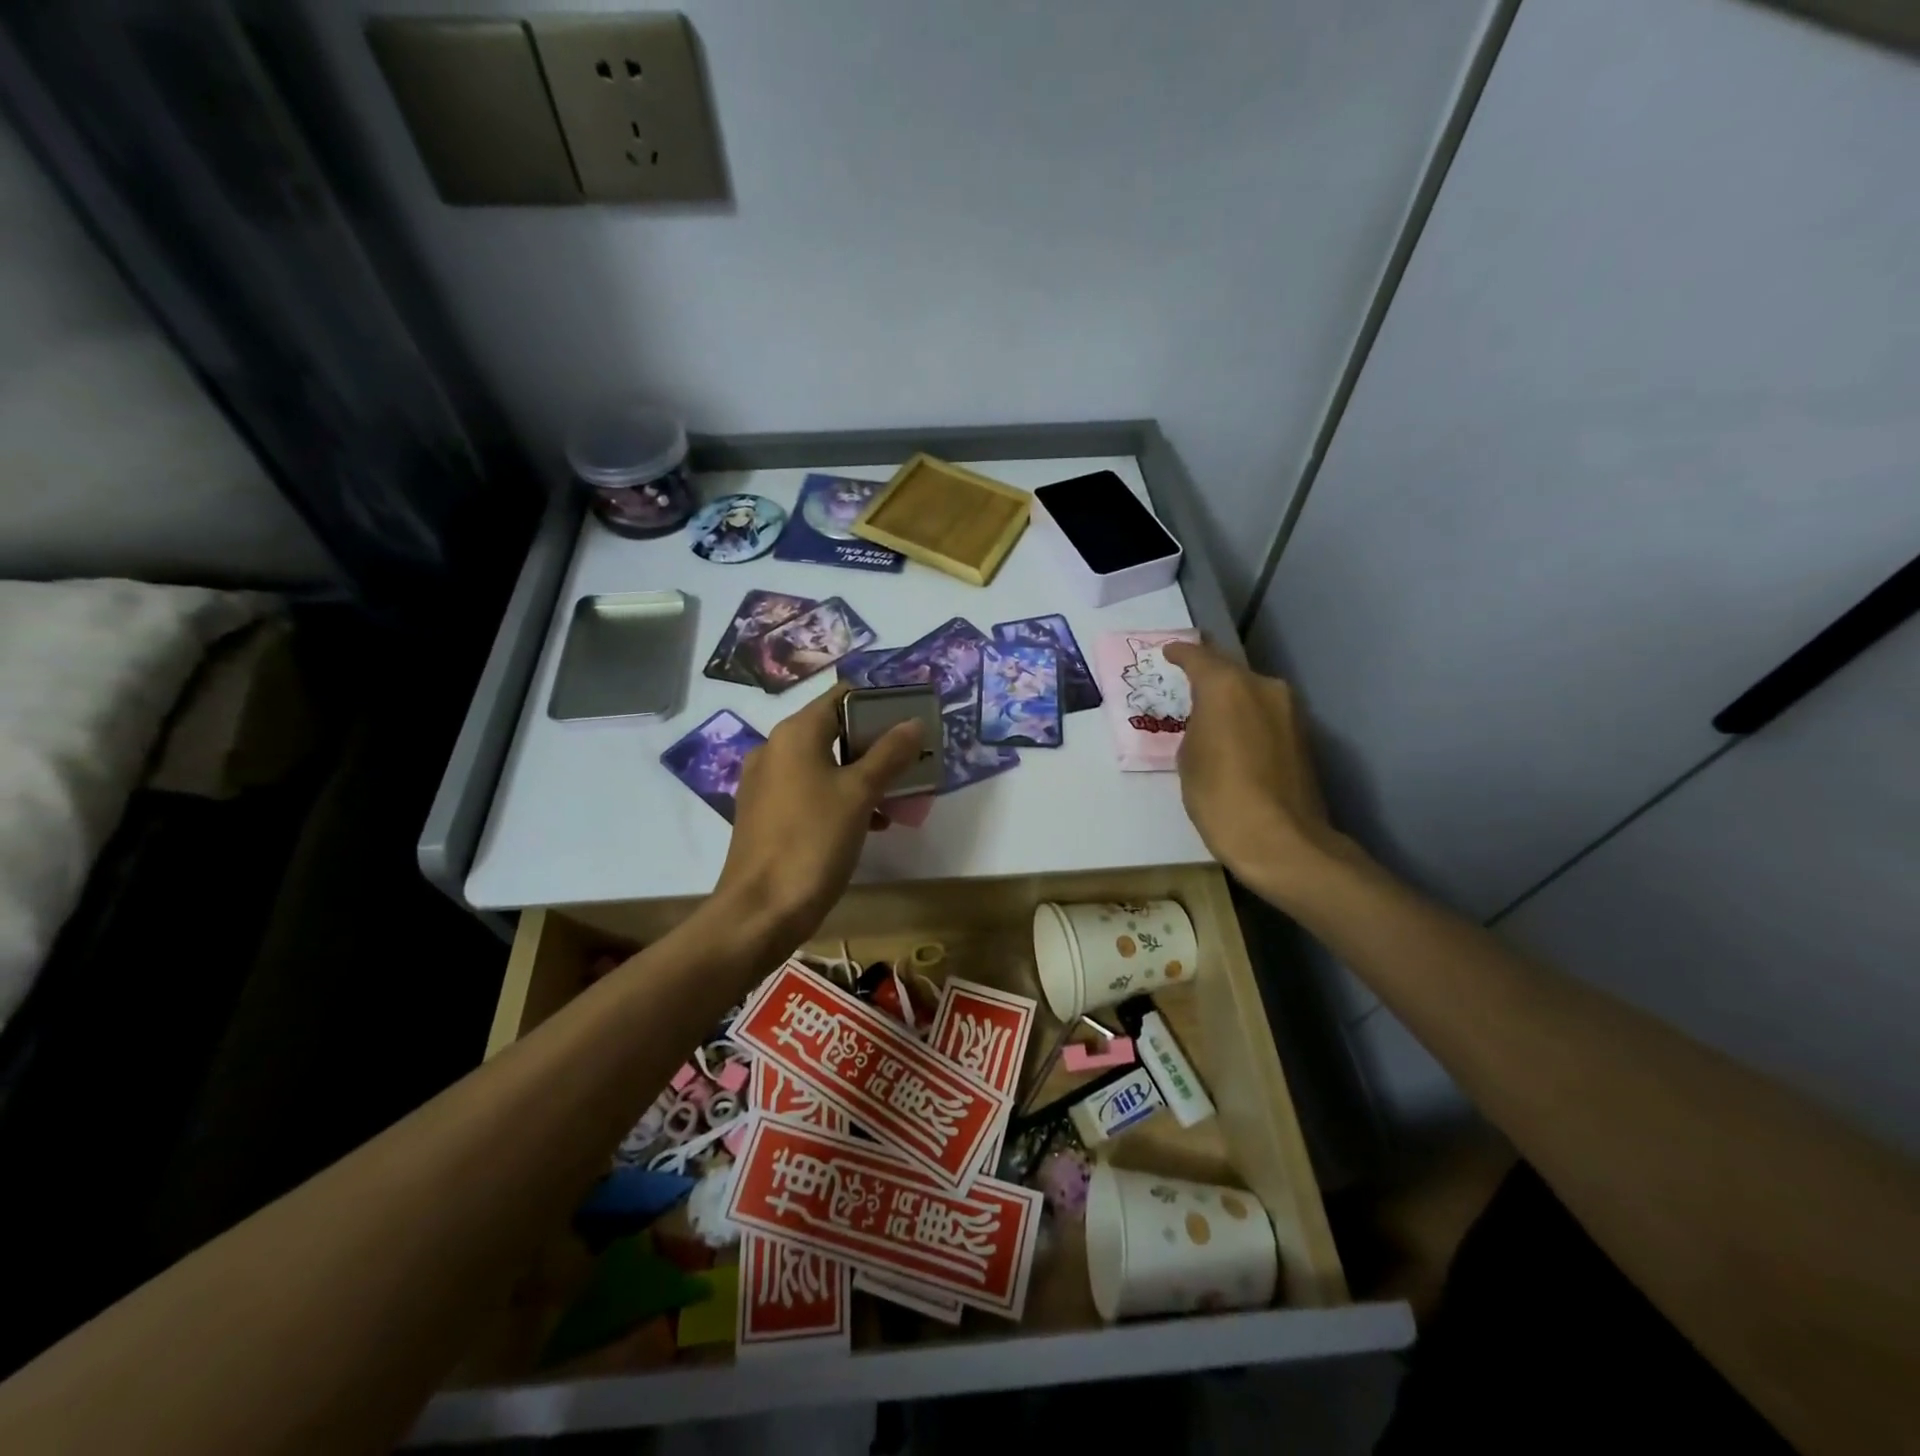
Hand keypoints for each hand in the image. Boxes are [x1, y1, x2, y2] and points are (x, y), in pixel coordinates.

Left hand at [714, 683, 924, 949]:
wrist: (760, 910)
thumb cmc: (813, 841)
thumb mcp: (859, 794)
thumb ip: (889, 754)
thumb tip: (914, 723)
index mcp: (795, 734)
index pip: (842, 696)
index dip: (879, 703)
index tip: (912, 719)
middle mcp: (775, 749)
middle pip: (834, 730)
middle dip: (877, 744)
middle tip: (913, 760)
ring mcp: (767, 783)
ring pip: (825, 764)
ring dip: (863, 774)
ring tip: (899, 794)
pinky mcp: (766, 814)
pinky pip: (811, 791)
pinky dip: (841, 797)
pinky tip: (871, 821)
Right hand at [1163, 641, 1358, 907]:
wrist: (1281, 841)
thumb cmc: (1220, 797)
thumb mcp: (1188, 759)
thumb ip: (1197, 728)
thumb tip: (1210, 725)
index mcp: (1226, 687)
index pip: (1198, 657)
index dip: (1180, 653)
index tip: (1168, 652)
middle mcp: (1263, 687)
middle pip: (1230, 671)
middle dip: (1208, 675)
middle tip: (1186, 684)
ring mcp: (1289, 711)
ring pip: (1252, 693)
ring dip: (1231, 700)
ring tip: (1209, 715)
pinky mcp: (1303, 736)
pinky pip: (1266, 715)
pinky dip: (1248, 720)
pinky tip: (1234, 739)